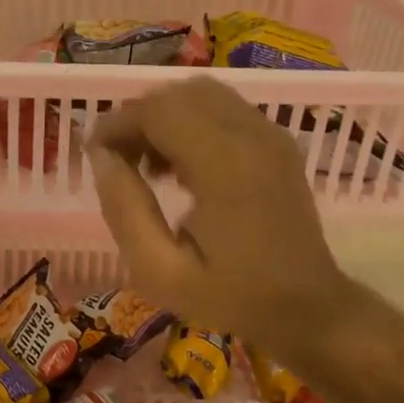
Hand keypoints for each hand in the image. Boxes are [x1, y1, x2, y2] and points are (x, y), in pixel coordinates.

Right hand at [89, 77, 367, 360]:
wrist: (309, 308)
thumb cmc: (232, 297)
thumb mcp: (161, 272)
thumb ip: (125, 210)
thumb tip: (101, 157)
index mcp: (224, 166)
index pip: (158, 111)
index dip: (117, 124)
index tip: (94, 153)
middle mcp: (251, 135)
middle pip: (178, 94)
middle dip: (139, 117)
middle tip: (119, 162)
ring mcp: (270, 133)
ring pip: (201, 93)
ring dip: (165, 116)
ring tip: (148, 164)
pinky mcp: (278, 140)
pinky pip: (223, 107)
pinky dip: (191, 121)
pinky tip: (181, 165)